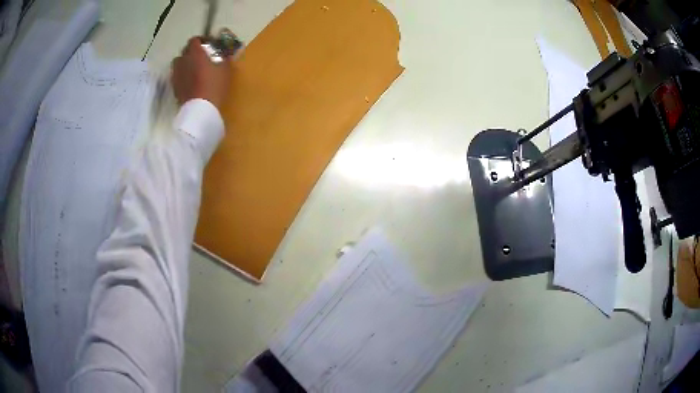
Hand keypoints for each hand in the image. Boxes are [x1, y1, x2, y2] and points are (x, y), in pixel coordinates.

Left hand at [171, 37, 230, 110]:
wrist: (200, 109)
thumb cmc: (214, 86)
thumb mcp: (226, 70)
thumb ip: (225, 58)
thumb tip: (227, 53)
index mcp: (196, 53)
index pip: (194, 40)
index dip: (201, 41)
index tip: (208, 45)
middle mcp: (183, 61)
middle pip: (185, 51)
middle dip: (192, 52)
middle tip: (202, 58)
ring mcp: (177, 74)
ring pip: (179, 63)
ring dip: (185, 63)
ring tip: (193, 69)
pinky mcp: (174, 86)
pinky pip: (177, 75)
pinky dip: (182, 75)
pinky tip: (190, 81)